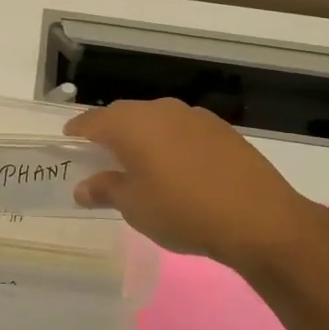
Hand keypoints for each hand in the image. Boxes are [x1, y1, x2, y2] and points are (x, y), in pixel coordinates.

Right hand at [65, 98, 328, 270]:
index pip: (93, 120)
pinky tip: (177, 168)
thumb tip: (83, 186)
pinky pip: (182, 129)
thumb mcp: (135, 207)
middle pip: (124, 115)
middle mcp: (160, 110)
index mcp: (132, 124)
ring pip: (156, 120)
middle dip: (109, 132)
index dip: (77, 132)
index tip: (68, 142)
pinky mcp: (221, 129)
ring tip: (140, 163)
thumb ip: (105, 190)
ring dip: (143, 136)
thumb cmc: (183, 211)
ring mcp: (194, 117)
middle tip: (101, 156)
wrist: (259, 219)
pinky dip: (170, 142)